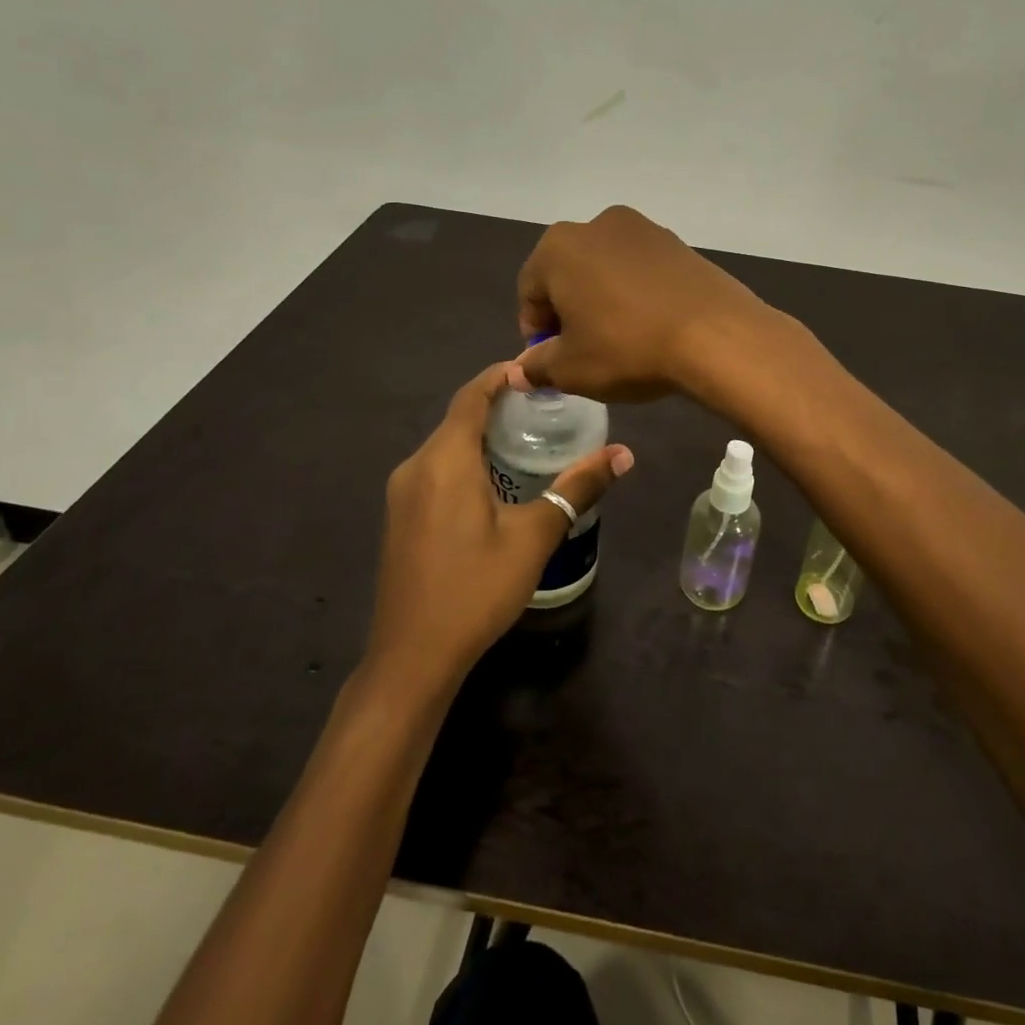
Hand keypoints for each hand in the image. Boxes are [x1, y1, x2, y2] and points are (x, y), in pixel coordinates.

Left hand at [365, 363, 633, 693]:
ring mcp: (402, 493)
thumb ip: (577, 488)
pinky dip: (467, 459)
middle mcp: (416, 466)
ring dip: (482, 433)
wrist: (412, 657)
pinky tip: (496, 478)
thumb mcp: (534, 536)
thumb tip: (623, 454)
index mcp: (444, 459)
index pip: (472, 396)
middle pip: (458, 418)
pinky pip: (436, 469)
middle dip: (498, 404)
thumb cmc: (476, 589)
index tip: (536, 368)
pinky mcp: (400, 517)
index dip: (501, 376)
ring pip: (446, 445)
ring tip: (528, 435)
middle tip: (546, 403)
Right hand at [511, 205, 776, 401]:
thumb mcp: (572, 369)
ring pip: (606, 270)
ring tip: (621, 340)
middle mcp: (597, 225)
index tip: (551, 360)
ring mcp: (643, 229)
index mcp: (558, 247)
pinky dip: (637, 294)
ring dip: (603, 301)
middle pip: (568, 274)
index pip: (530, 291)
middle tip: (584, 351)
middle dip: (569, 312)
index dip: (535, 331)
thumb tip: (519, 371)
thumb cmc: (627, 348)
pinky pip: (642, 271)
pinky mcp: (678, 243)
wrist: (715, 334)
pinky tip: (651, 326)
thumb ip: (538, 366)